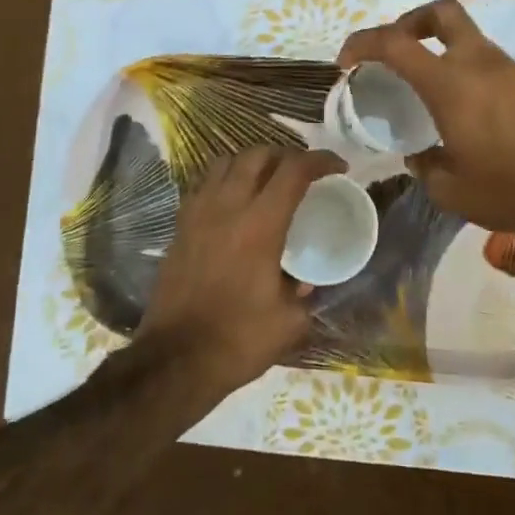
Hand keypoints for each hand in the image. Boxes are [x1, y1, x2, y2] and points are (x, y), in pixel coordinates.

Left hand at [137, 145, 346, 397]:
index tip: (338, 167)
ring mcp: (198, 214)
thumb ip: (303, 294)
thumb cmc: (238, 340)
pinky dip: (224, 180)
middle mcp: (227, 207)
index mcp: (260, 225)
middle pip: (257, 155)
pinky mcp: (179, 226)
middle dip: (286, 154)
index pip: (294, 171)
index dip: (321, 161)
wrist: (176, 359)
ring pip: (225, 162)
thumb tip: (305, 282)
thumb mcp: (289, 322)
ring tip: (267, 179)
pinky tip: (234, 202)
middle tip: (302, 172)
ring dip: (252, 162)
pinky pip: (203, 184)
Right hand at [338, 0, 514, 245]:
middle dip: (413, 22)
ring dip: (445, 54)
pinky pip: (493, 67)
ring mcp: (513, 70)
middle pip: (442, 13)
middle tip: (399, 52)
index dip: (363, 43)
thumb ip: (425, 166)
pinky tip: (473, 117)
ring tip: (434, 96)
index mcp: (450, 84)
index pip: (395, 42)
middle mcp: (480, 64)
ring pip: (470, 41)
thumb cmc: (511, 190)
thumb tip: (418, 157)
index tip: (347, 62)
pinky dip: (472, 76)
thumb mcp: (451, 190)